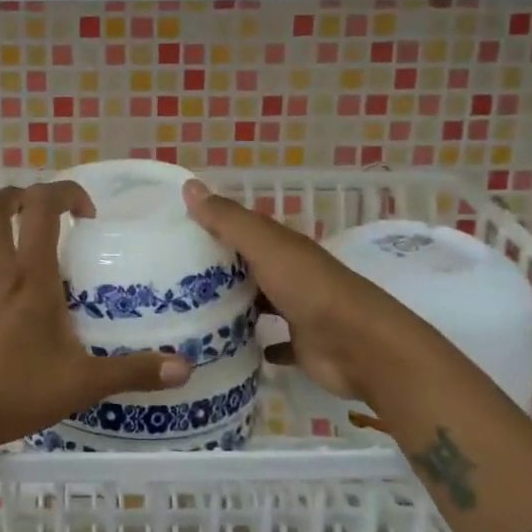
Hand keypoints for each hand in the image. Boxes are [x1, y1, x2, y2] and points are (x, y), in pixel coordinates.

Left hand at [0, 181, 192, 461]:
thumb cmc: (12, 391)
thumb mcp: (80, 384)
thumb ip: (132, 372)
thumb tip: (185, 368)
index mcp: (29, 277)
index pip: (40, 206)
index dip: (65, 192)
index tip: (88, 213)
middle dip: (22, 195)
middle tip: (52, 214)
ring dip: (9, 233)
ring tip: (40, 260)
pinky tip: (18, 306)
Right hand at [181, 178, 402, 406]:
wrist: (361, 346)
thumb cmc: (310, 289)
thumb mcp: (265, 246)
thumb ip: (228, 220)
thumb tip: (189, 185)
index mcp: (283, 247)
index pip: (242, 230)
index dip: (212, 227)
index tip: (174, 234)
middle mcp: (290, 274)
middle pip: (249, 267)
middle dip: (217, 269)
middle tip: (171, 279)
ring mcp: (298, 310)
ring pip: (260, 302)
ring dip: (235, 305)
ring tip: (191, 313)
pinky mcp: (302, 345)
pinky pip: (275, 342)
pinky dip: (257, 342)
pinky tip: (230, 346)